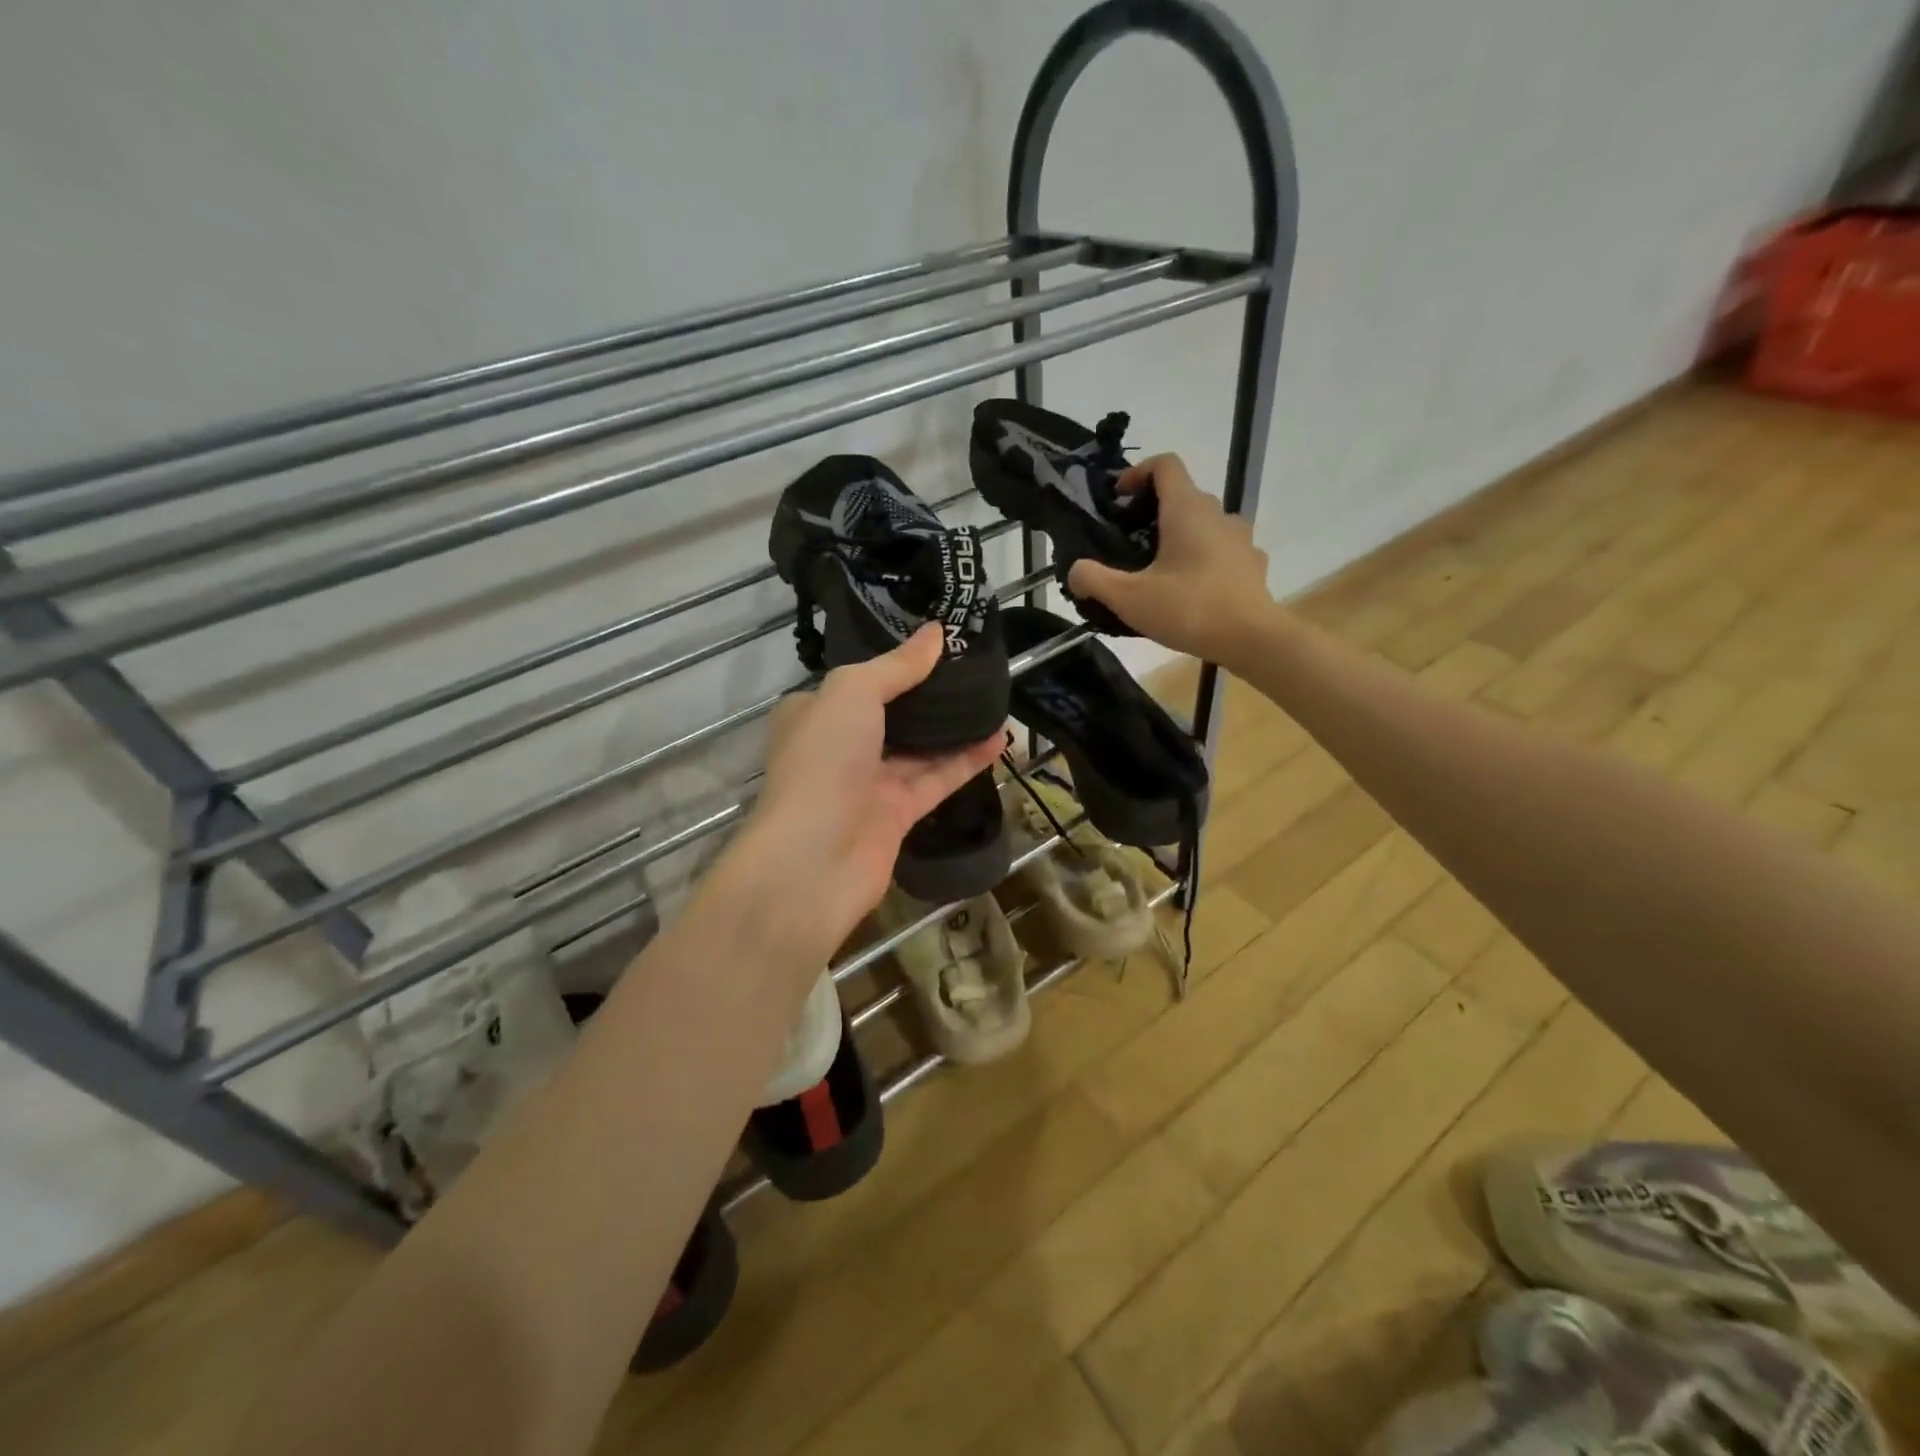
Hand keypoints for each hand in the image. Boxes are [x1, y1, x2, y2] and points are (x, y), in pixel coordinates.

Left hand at [726, 625, 1003, 963]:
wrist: (815, 858)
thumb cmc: (824, 760)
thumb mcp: (853, 692)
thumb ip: (897, 665)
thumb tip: (935, 632)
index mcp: (815, 712)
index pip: (858, 680)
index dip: (895, 661)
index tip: (936, 641)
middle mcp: (840, 745)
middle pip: (893, 712)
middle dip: (931, 693)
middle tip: (975, 667)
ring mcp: (869, 782)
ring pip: (919, 747)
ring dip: (955, 726)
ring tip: (995, 697)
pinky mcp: (898, 814)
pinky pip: (937, 778)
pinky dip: (966, 759)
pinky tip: (999, 738)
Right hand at [1067, 453, 1276, 666]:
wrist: (1253, 639)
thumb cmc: (1189, 609)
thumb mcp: (1129, 598)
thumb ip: (1094, 580)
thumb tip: (1075, 571)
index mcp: (1187, 510)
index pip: (1165, 465)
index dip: (1138, 472)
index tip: (1119, 499)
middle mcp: (1217, 514)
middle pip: (1183, 496)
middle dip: (1153, 512)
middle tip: (1130, 543)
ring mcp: (1240, 538)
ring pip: (1204, 524)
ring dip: (1181, 536)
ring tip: (1160, 570)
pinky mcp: (1252, 564)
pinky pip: (1223, 550)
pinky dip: (1204, 559)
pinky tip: (1191, 588)